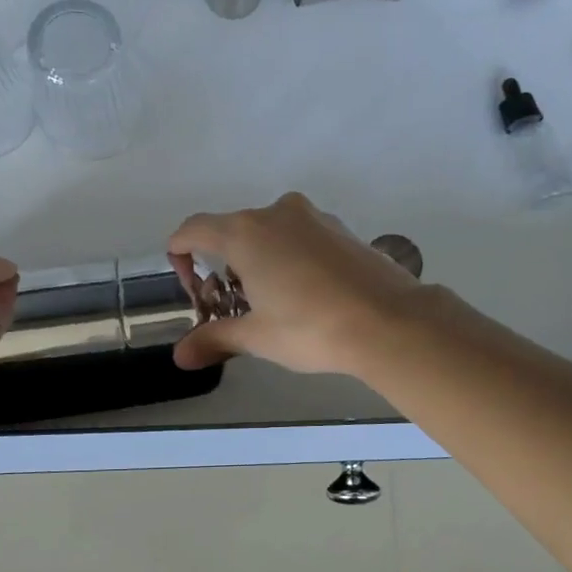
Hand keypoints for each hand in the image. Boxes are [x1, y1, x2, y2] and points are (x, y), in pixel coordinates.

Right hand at [166, 193, 429, 375]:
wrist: (391, 321)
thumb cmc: (311, 327)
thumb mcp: (257, 336)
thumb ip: (214, 338)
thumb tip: (180, 357)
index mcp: (245, 233)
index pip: (193, 230)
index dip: (180, 256)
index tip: (192, 289)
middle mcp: (275, 213)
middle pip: (231, 231)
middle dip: (222, 266)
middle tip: (232, 306)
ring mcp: (312, 217)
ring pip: (268, 232)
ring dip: (258, 261)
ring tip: (272, 303)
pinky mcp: (341, 228)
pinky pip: (299, 236)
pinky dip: (289, 257)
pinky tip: (307, 294)